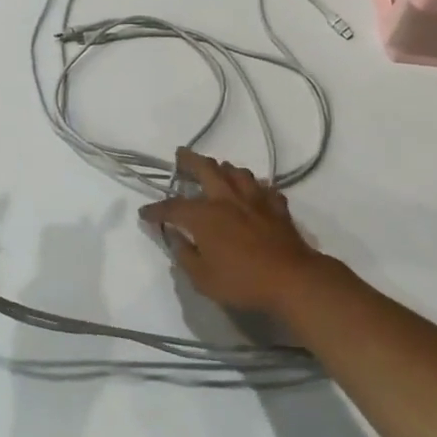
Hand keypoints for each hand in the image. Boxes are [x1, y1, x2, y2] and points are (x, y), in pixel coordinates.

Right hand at [137, 148, 335, 320]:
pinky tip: (254, 192)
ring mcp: (255, 200)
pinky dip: (255, 187)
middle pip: (206, 169)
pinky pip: (264, 189)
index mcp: (204, 216)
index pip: (173, 207)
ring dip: (224, 168)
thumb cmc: (242, 281)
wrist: (292, 279)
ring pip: (238, 172)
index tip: (144, 213)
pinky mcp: (277, 207)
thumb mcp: (202, 278)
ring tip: (218, 170)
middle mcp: (227, 199)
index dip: (156, 209)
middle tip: (180, 155)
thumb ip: (185, 255)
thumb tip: (175, 238)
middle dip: (190, 160)